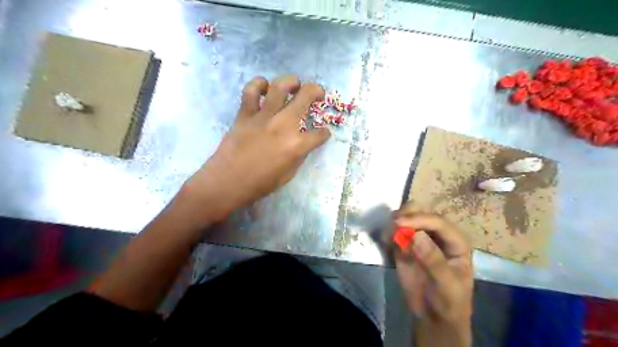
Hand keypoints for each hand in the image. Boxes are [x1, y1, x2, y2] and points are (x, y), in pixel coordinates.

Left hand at [182, 75, 329, 222]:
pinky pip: (251, 91)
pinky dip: (258, 84)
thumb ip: (299, 155)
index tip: (323, 133)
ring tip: (294, 84)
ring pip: (279, 87)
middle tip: (318, 93)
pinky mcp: (245, 114)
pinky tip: (264, 88)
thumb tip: (304, 143)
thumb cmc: (260, 184)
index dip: (324, 133)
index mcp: (296, 145)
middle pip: (305, 97)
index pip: (320, 134)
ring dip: (291, 81)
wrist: (227, 182)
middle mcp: (282, 125)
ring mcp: (263, 117)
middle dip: (317, 91)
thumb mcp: (288, 174)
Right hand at [396, 205, 474, 344]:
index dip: (420, 219)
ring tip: (388, 236)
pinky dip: (389, 233)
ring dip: (395, 223)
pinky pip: (396, 232)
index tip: (399, 223)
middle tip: (392, 224)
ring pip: (407, 219)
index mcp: (455, 241)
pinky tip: (385, 241)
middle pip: (422, 214)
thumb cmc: (448, 302)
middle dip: (406, 215)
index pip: (438, 222)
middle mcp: (437, 235)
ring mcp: (420, 239)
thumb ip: (433, 260)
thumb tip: (417, 235)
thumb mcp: (446, 285)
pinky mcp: (406, 245)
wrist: (433, 318)